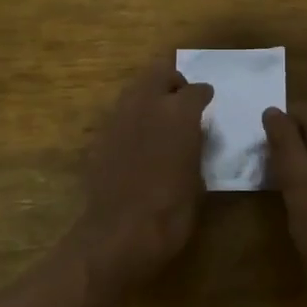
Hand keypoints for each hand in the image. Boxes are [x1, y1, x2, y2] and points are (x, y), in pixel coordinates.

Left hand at [74, 64, 213, 291]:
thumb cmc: (171, 211)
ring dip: (149, 95)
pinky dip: (132, 118)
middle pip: (159, 73)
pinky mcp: (99, 136)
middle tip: (181, 99)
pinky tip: (138, 140)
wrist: (120, 233)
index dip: (203, 95)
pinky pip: (120, 114)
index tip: (207, 101)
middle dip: (172, 81)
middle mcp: (147, 104)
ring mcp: (118, 118)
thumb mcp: (199, 179)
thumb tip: (193, 138)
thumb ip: (196, 147)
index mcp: (179, 113)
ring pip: (135, 89)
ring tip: (159, 117)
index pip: (196, 90)